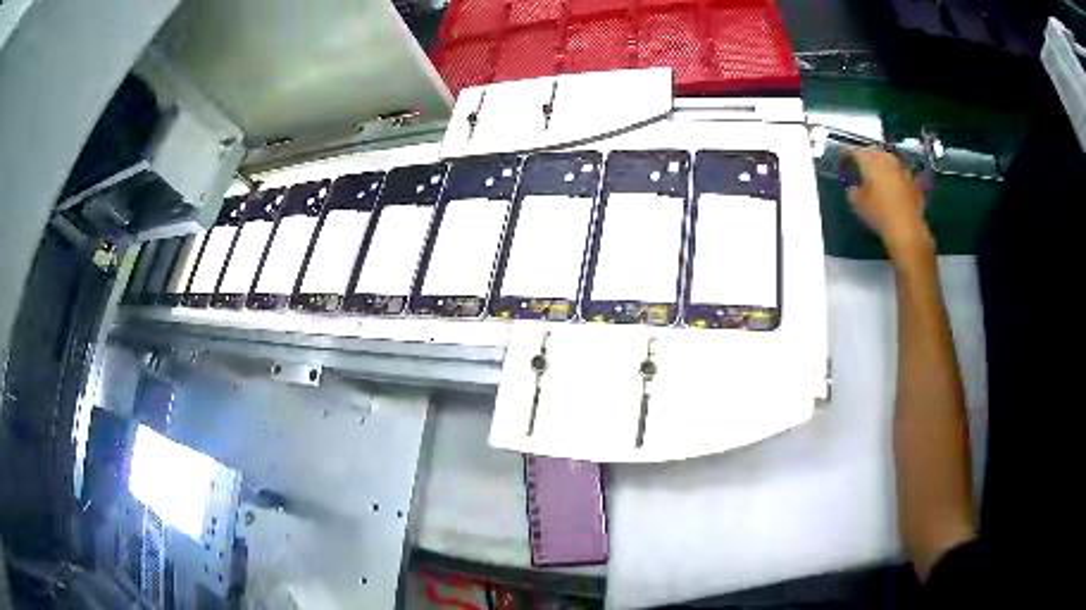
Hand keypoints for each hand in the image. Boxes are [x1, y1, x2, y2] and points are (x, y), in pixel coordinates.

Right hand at [845, 148, 932, 259]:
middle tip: (860, 162)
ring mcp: (901, 169)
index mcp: (869, 162)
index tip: (842, 156)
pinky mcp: (913, 181)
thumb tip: (854, 187)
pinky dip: (894, 175)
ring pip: (888, 159)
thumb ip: (853, 191)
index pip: (854, 151)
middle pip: (873, 151)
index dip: (847, 152)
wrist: (906, 228)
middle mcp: (886, 160)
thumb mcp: (857, 204)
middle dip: (866, 154)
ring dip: (882, 163)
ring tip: (878, 171)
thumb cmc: (878, 213)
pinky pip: (900, 173)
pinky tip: (893, 184)